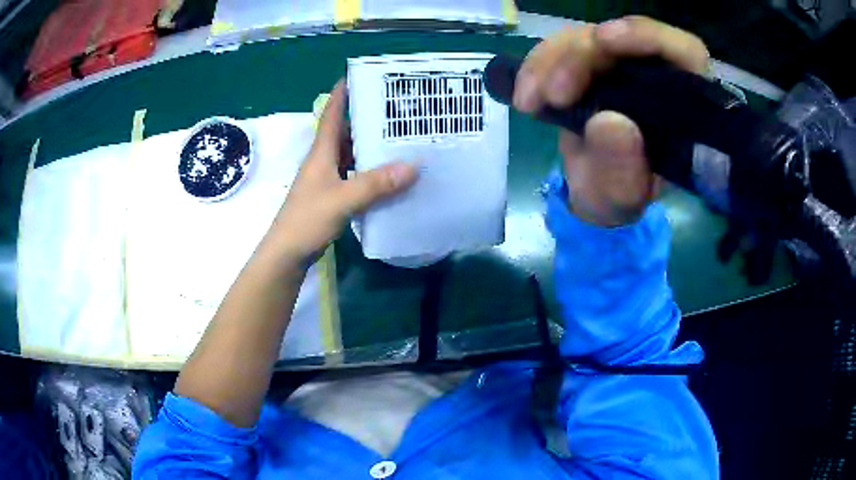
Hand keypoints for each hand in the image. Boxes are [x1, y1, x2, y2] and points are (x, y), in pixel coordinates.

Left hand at [269, 81, 418, 264]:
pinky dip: (369, 173)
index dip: (342, 94)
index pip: (332, 115)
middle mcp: (323, 162)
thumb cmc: (306, 220)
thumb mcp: (342, 200)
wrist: (287, 254)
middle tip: (395, 111)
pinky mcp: (331, 197)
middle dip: (366, 119)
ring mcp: (326, 180)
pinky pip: (353, 176)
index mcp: (321, 153)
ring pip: (350, 155)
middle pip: (345, 133)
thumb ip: (374, 184)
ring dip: (369, 147)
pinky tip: (388, 177)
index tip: (358, 76)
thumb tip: (412, 166)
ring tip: (398, 139)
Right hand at [515, 16, 709, 226]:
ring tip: (529, 101)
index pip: (683, 52)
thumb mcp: (622, 199)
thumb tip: (609, 122)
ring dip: (550, 62)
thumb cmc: (619, 197)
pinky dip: (538, 67)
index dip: (648, 37)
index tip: (605, 41)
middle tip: (553, 95)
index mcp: (684, 104)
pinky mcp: (589, 64)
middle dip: (581, 57)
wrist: (593, 192)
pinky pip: (560, 50)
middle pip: (621, 37)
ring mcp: (619, 65)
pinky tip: (526, 94)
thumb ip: (622, 172)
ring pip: (585, 38)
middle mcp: (654, 74)